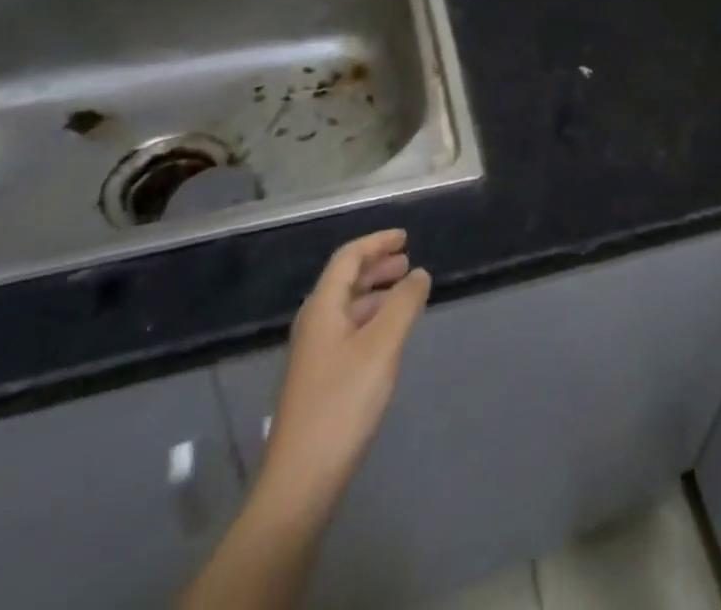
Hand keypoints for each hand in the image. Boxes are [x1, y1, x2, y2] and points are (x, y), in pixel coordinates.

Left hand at [255, 228, 431, 521]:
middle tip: (408, 262)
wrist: (301, 482)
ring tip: (405, 294)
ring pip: (347, 307)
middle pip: (344, 280)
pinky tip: (389, 335)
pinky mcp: (319, 380)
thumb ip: (404, 304)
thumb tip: (419, 273)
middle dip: (376, 266)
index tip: (405, 237)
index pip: (347, 258)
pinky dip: (371, 319)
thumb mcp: (382, 346)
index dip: (376, 242)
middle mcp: (314, 325)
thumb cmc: (342, 403)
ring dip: (375, 293)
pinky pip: (347, 330)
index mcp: (322, 309)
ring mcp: (314, 355)